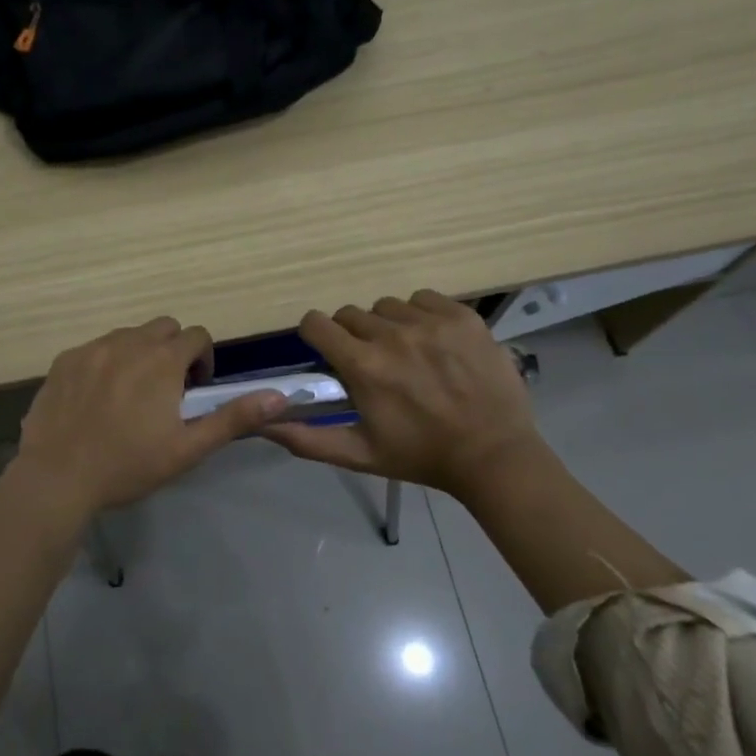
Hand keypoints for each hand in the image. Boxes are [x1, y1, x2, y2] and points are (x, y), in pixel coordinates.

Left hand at [13, 317, 287, 516]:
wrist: (57, 477)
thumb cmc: (128, 466)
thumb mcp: (188, 449)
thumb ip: (233, 418)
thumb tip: (278, 397)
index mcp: (162, 361)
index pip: (196, 335)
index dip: (203, 359)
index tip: (194, 391)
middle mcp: (128, 343)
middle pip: (163, 327)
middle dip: (173, 350)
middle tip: (166, 390)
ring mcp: (92, 349)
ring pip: (128, 335)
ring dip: (139, 353)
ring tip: (131, 394)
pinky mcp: (64, 361)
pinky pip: (94, 348)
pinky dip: (105, 362)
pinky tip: (97, 398)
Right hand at [261, 290, 536, 497]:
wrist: (494, 455)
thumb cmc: (420, 456)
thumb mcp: (358, 455)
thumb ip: (306, 439)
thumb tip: (261, 424)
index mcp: (364, 367)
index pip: (316, 323)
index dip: (316, 335)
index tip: (328, 351)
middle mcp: (393, 336)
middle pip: (351, 314)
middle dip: (353, 335)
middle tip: (373, 362)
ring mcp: (431, 322)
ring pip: (387, 306)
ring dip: (387, 325)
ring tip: (406, 353)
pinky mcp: (462, 316)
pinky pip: (424, 298)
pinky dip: (421, 315)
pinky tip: (433, 342)